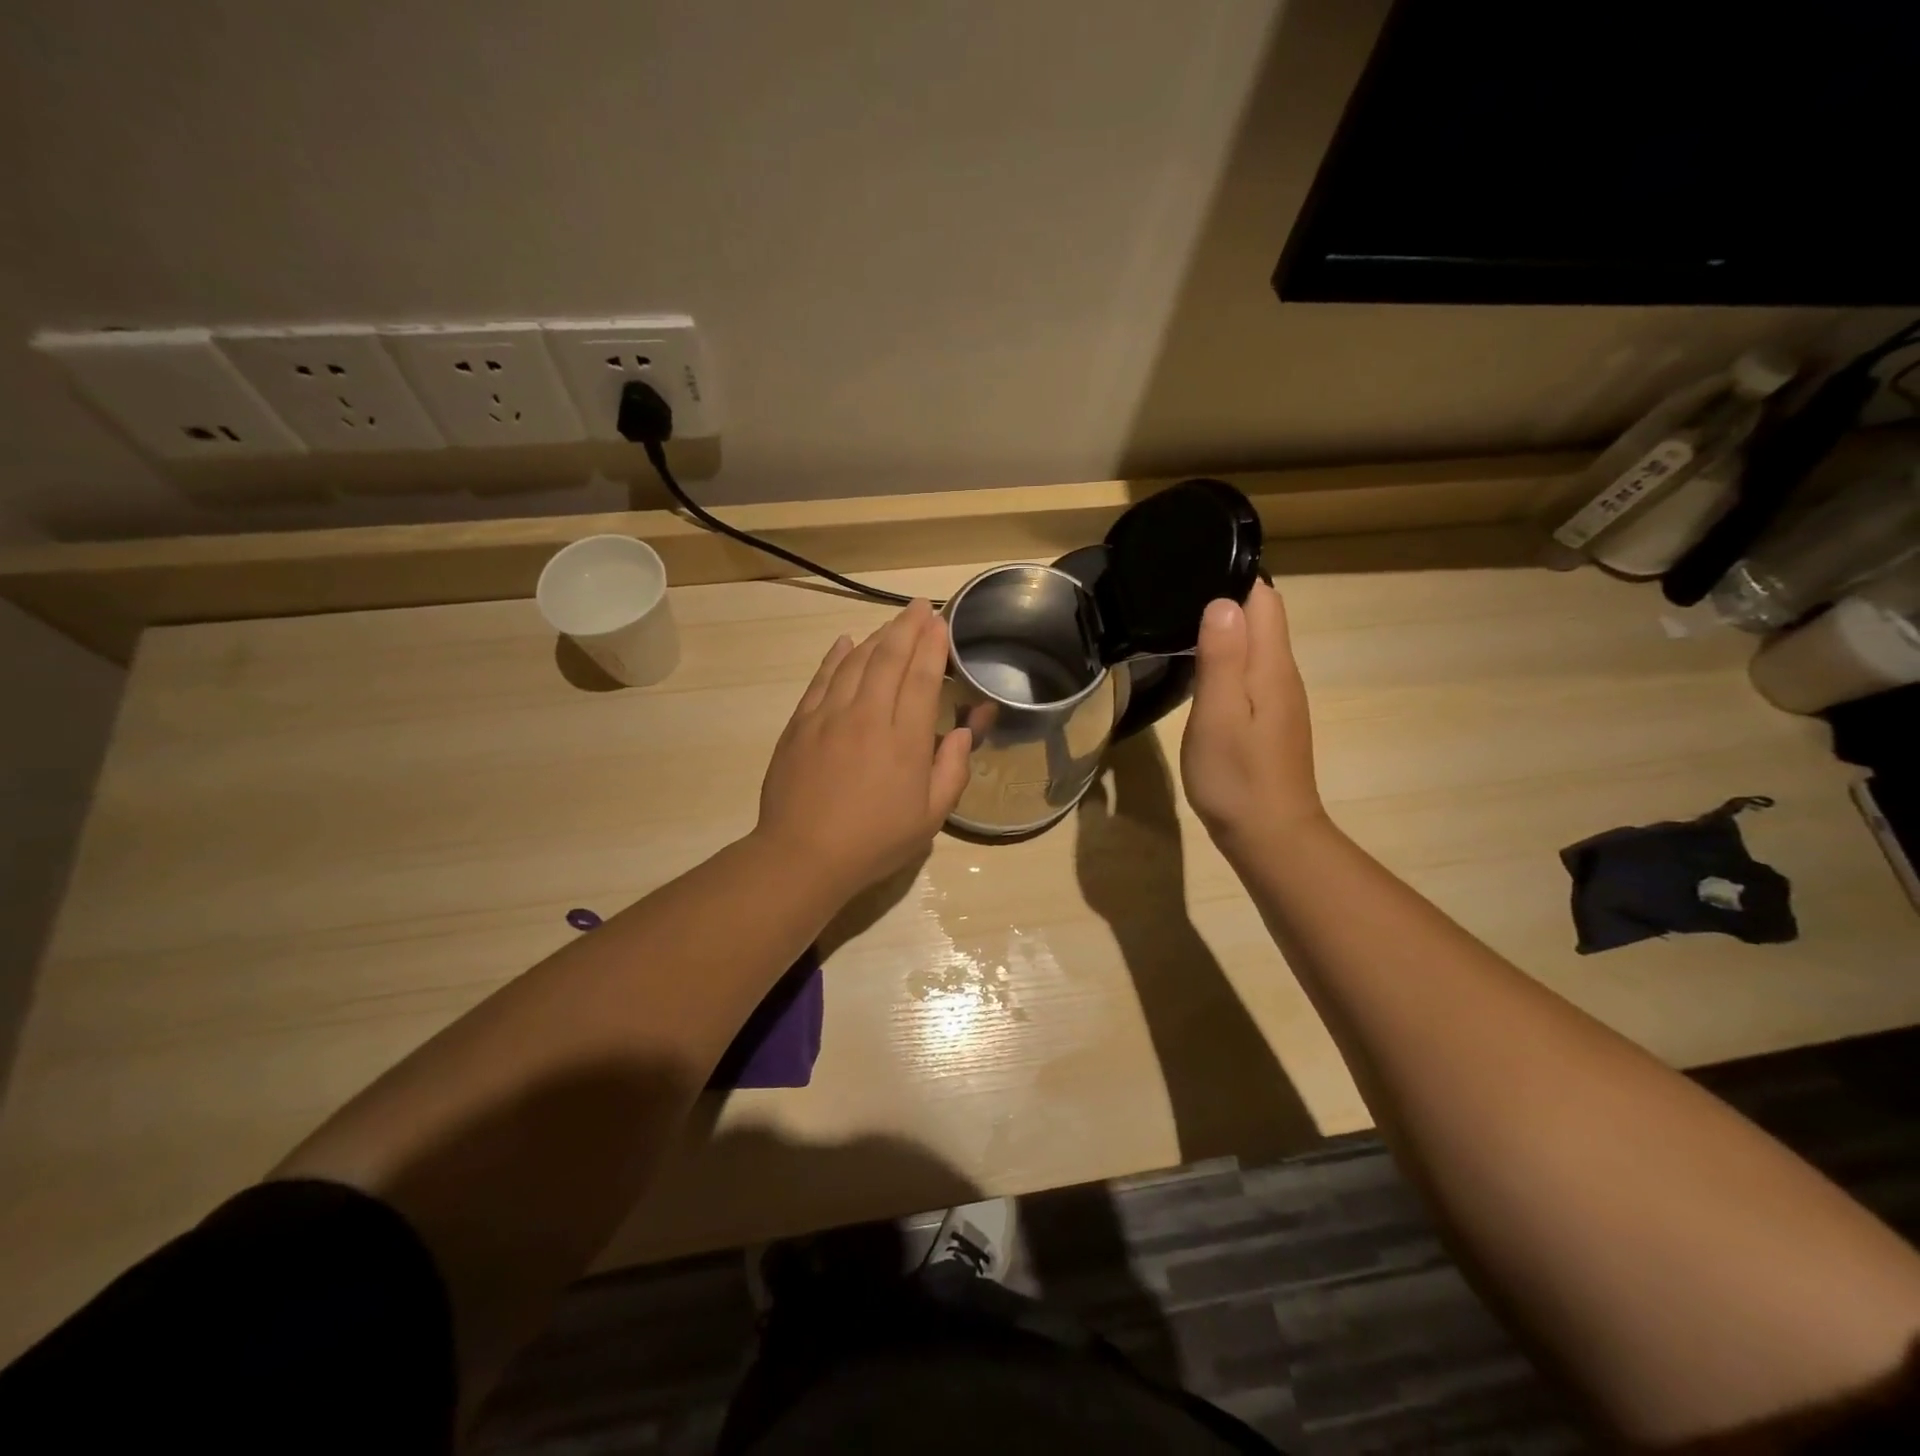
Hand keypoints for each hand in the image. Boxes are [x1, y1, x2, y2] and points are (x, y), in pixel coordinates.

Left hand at [755, 599, 972, 902]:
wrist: (802, 855)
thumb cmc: (874, 841)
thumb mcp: (929, 818)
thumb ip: (951, 771)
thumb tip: (963, 732)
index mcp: (904, 740)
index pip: (922, 678)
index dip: (933, 646)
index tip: (940, 623)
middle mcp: (867, 716)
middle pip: (889, 659)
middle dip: (908, 627)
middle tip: (920, 607)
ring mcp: (829, 716)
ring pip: (855, 662)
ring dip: (877, 637)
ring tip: (892, 622)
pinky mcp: (800, 724)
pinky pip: (821, 679)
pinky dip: (835, 657)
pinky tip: (845, 643)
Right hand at [1180, 580, 1326, 856]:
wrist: (1270, 835)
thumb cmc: (1237, 776)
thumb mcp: (1218, 715)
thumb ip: (1222, 658)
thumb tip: (1223, 601)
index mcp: (1272, 666)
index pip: (1264, 599)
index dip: (1233, 577)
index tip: (1192, 569)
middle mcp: (1283, 673)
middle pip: (1262, 617)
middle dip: (1226, 598)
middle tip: (1174, 594)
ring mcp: (1279, 697)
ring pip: (1256, 644)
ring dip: (1226, 628)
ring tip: (1179, 622)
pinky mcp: (1271, 717)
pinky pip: (1251, 669)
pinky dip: (1229, 657)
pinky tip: (1201, 667)